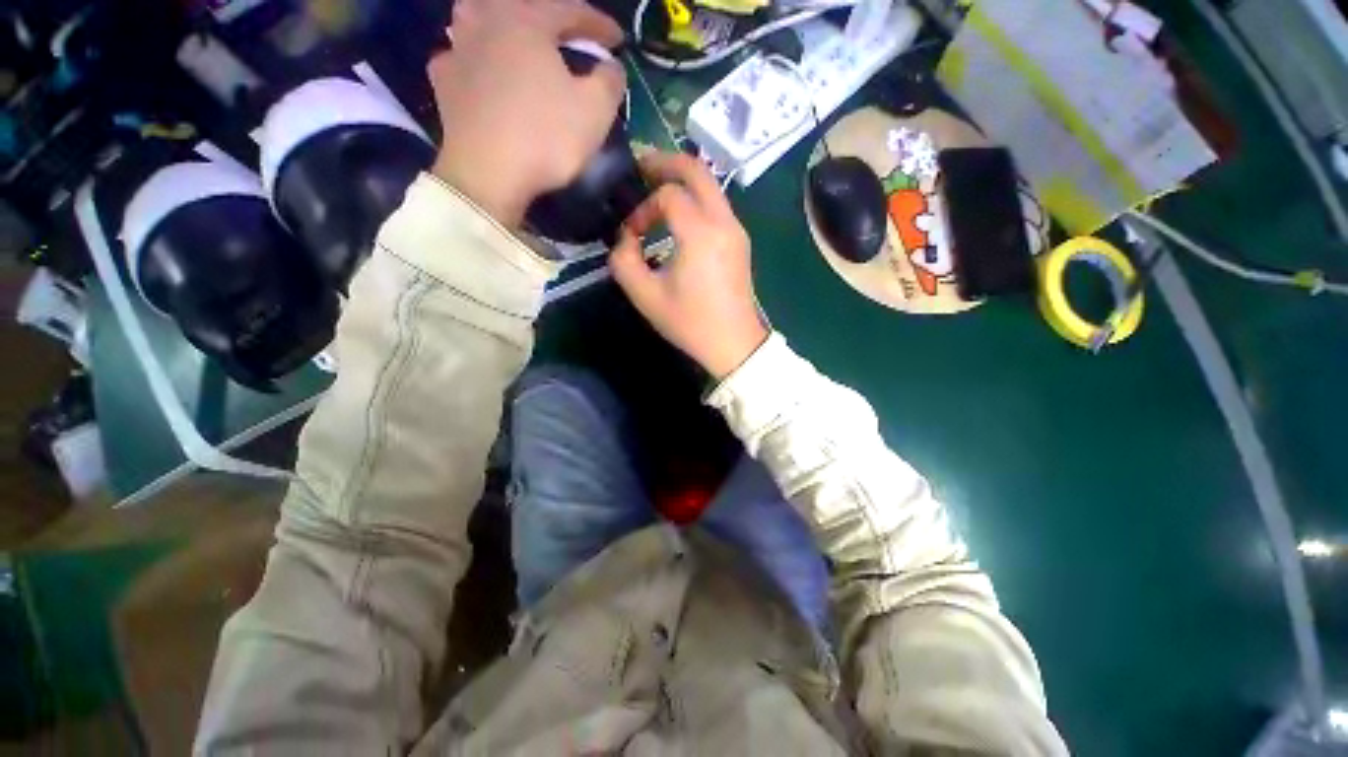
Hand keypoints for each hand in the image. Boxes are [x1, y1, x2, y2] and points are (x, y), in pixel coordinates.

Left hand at [428, 0, 625, 225]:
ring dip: (502, 25)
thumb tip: (612, 66)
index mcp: (527, 20)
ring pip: (479, 19)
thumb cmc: (545, 137)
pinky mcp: (443, 83)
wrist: (488, 174)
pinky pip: (459, 56)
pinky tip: (479, 71)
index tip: (619, 40)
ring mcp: (458, 50)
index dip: (598, 24)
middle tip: (566, 35)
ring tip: (516, 41)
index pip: (570, 10)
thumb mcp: (596, 111)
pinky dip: (473, 58)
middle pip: (520, 6)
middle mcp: (487, 21)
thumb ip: (610, 80)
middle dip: (548, 18)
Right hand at [610, 153, 768, 379]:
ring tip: (655, 188)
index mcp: (700, 233)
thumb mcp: (647, 297)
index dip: (643, 208)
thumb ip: (624, 261)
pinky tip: (679, 216)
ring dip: (682, 180)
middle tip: (640, 167)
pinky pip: (717, 205)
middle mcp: (723, 222)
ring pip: (710, 186)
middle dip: (666, 162)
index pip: (668, 195)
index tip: (631, 234)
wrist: (734, 344)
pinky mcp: (740, 241)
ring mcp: (736, 230)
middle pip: (697, 171)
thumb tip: (625, 239)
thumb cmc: (691, 323)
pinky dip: (695, 199)